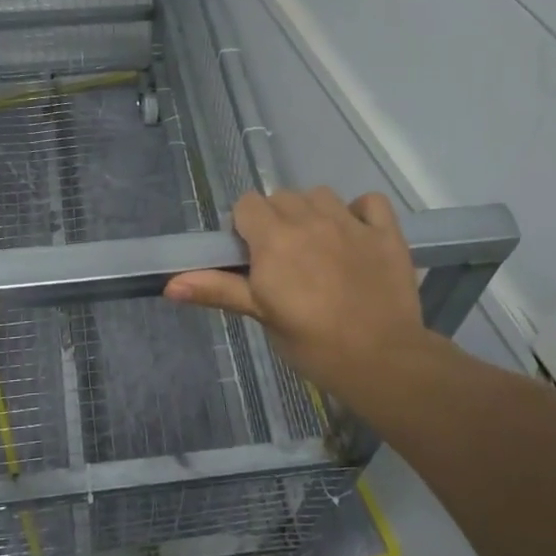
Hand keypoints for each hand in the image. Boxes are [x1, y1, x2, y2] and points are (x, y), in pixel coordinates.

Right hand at [164, 188, 437, 405]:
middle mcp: (310, 219)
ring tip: (317, 247)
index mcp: (274, 239)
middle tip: (283, 260)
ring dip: (313, 213)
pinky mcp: (386, 233)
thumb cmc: (312, 343)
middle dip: (276, 221)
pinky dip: (360, 212)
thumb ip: (218, 290)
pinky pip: (369, 202)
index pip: (247, 204)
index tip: (252, 257)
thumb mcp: (261, 315)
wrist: (382, 360)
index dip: (245, 228)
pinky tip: (356, 236)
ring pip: (320, 195)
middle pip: (281, 197)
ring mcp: (351, 223)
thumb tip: (169, 285)